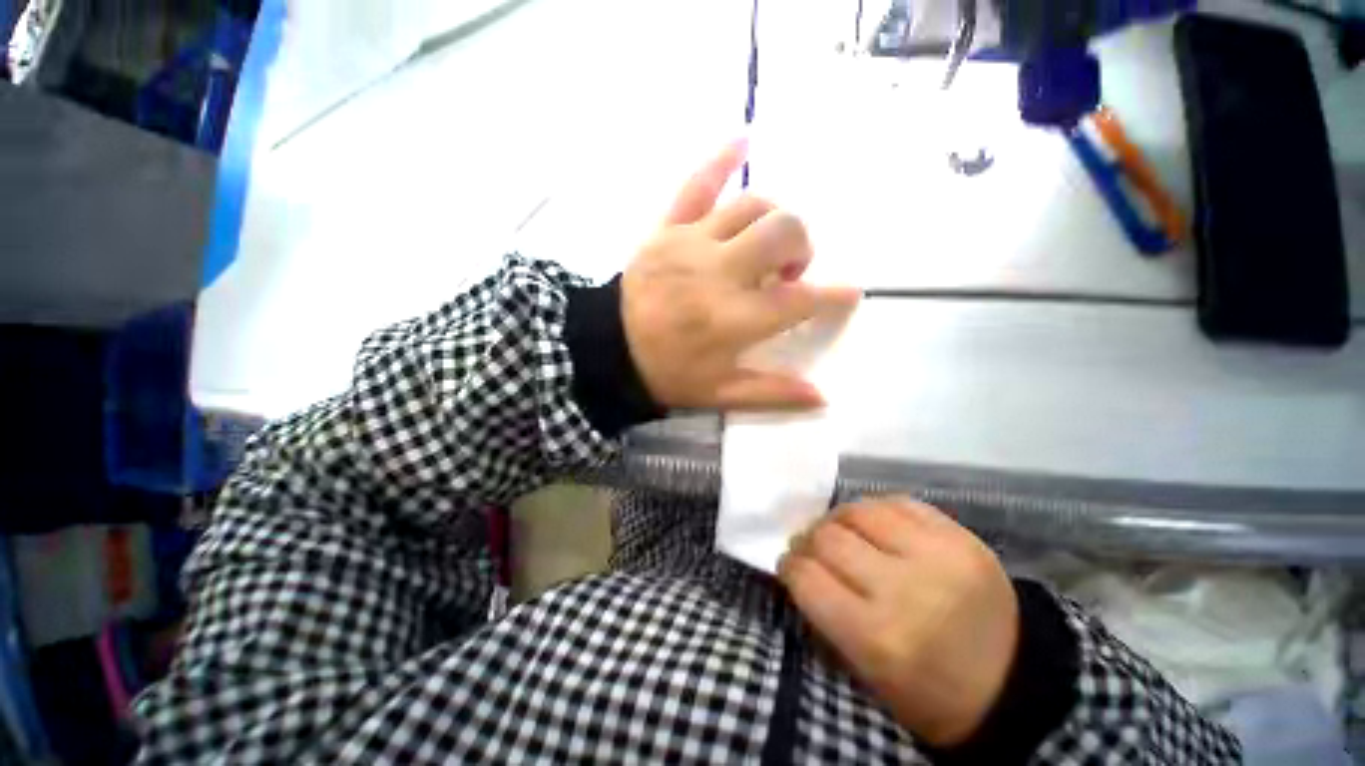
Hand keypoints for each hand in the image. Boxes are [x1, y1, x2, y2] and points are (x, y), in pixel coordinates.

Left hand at [621, 140, 859, 410]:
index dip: (831, 297)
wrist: (606, 350)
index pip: (800, 300)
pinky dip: (721, 160)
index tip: (848, 294)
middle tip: (788, 272)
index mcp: (734, 320)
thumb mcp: (719, 394)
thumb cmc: (666, 374)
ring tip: (764, 245)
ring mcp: (691, 244)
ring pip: (752, 206)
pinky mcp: (666, 229)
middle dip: (801, 247)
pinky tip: (743, 139)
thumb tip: (821, 397)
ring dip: (773, 221)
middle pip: (783, 232)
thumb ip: (771, 393)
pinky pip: (696, 185)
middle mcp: (719, 273)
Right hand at [778, 498, 1019, 746]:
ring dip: (838, 519)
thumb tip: (798, 567)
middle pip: (828, 537)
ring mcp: (937, 555)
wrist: (1018, 684)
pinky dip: (876, 511)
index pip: (806, 577)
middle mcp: (905, 589)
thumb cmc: (931, 694)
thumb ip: (826, 615)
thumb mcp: (867, 674)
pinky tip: (874, 525)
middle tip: (810, 548)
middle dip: (809, 541)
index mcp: (878, 637)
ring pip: (859, 510)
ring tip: (841, 532)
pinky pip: (898, 503)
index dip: (788, 566)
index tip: (789, 565)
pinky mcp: (960, 536)